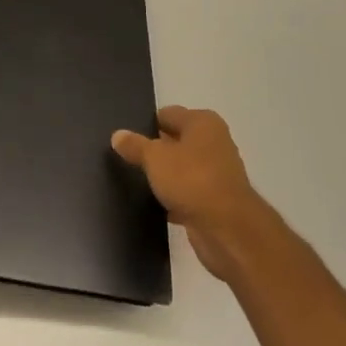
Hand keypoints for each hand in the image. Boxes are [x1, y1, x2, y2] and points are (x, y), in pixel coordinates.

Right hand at [112, 106, 269, 282]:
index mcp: (203, 123)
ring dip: (165, 176)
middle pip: (176, 141)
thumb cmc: (191, 180)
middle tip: (127, 158)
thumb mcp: (154, 158)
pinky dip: (174, 198)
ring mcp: (217, 174)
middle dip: (155, 150)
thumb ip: (135, 145)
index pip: (168, 114)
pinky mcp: (216, 202)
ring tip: (137, 181)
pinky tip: (155, 205)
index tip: (127, 137)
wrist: (228, 231)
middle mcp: (214, 143)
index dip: (147, 124)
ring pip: (182, 169)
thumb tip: (117, 135)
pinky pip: (188, 194)